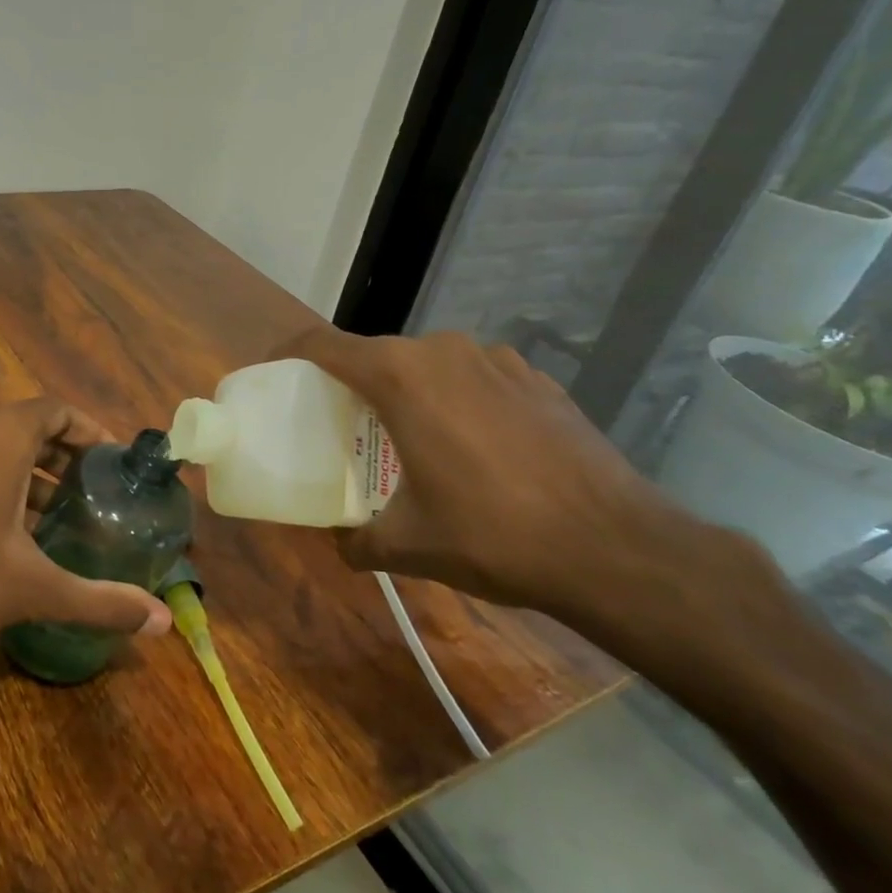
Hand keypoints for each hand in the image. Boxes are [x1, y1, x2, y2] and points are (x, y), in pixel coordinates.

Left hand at [0, 398, 173, 667]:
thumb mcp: (33, 589)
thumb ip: (101, 600)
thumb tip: (163, 624)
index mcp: (0, 434)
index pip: (58, 410)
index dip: (91, 431)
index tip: (115, 463)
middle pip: (30, 425)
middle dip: (66, 455)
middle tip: (97, 491)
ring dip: (33, 471)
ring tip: (63, 513)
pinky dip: (1, 480)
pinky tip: (15, 529)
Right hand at [276, 326, 770, 640]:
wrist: (617, 547)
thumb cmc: (493, 534)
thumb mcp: (407, 545)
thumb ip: (357, 539)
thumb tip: (339, 541)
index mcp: (399, 376)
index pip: (323, 345)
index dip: (289, 354)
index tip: (275, 375)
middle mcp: (443, 351)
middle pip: (375, 353)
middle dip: (348, 381)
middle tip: (337, 422)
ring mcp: (497, 360)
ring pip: (427, 363)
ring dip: (405, 389)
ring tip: (404, 434)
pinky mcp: (536, 378)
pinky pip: (473, 376)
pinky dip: (455, 398)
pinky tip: (470, 443)